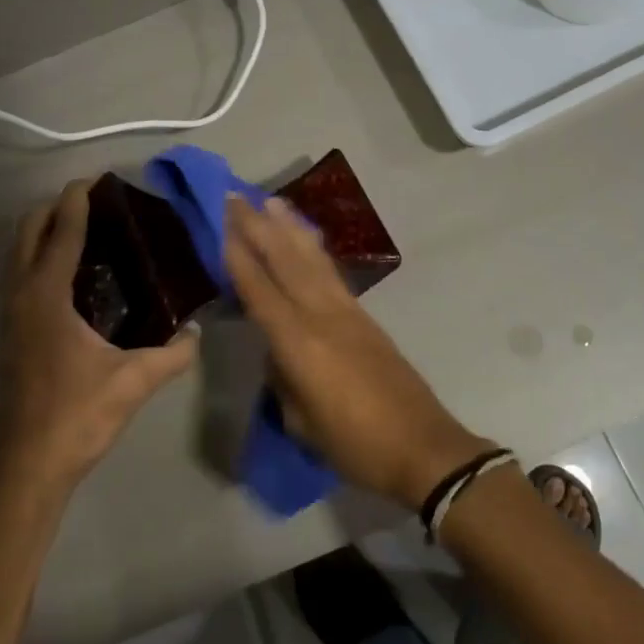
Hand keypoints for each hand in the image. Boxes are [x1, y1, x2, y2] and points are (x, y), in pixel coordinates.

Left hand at [0, 181, 199, 494]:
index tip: (94, 179)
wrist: (28, 466)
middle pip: (28, 232)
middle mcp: (22, 296)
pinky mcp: (12, 334)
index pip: (61, 233)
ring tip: (84, 229)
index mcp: (47, 297)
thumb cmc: (77, 416)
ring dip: (44, 232)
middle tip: (93, 202)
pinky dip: (40, 258)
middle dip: (54, 208)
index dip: (76, 202)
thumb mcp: (133, 382)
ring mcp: (11, 316)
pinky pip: (22, 276)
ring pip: (19, 254)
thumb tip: (197, 332)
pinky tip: (74, 275)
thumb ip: (173, 354)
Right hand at [224, 196, 491, 509]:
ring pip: (311, 258)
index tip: (220, 223)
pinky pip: (331, 271)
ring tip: (271, 200)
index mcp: (299, 342)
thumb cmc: (355, 444)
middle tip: (235, 197)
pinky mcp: (364, 315)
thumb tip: (275, 352)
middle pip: (284, 260)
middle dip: (258, 226)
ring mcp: (347, 310)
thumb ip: (283, 379)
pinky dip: (314, 248)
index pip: (259, 289)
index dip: (238, 255)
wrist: (423, 446)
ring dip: (289, 226)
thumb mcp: (302, 422)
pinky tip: (306, 238)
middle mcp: (322, 314)